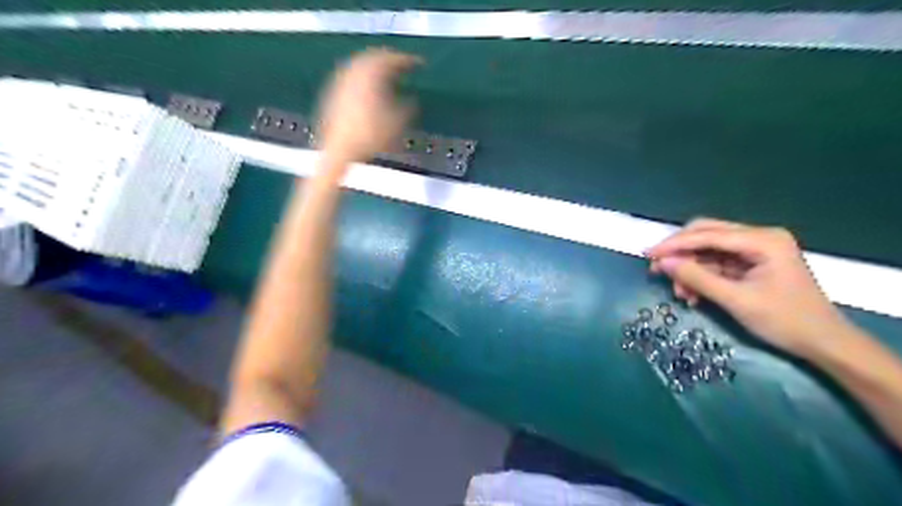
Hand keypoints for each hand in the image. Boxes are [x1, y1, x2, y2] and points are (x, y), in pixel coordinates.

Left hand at [315, 47, 421, 162]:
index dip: (407, 60)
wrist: (338, 150)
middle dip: (389, 60)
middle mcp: (354, 72)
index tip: (419, 64)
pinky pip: (352, 77)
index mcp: (370, 75)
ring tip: (387, 76)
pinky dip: (364, 78)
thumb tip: (413, 99)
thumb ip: (408, 107)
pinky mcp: (333, 94)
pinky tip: (370, 90)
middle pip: (373, 57)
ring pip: (360, 66)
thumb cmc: (370, 136)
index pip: (391, 59)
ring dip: (375, 68)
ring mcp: (341, 82)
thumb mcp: (397, 123)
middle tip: (403, 65)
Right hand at [644, 218, 850, 355]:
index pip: (707, 234)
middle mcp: (759, 237)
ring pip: (708, 250)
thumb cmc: (785, 321)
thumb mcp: (736, 300)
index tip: (647, 254)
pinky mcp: (752, 263)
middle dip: (679, 253)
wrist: (824, 344)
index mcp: (762, 240)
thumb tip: (662, 263)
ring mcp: (756, 250)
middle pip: (706, 235)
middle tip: (657, 269)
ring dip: (690, 269)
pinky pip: (717, 263)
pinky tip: (693, 294)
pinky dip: (701, 276)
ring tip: (680, 293)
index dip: (674, 244)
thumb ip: (697, 277)